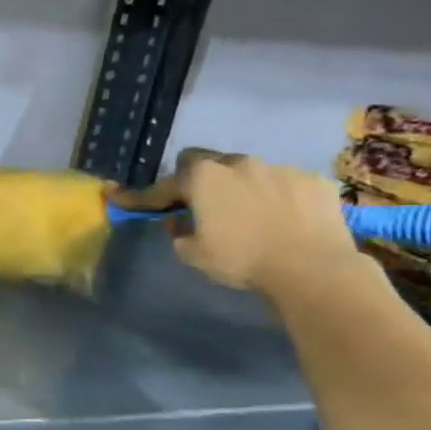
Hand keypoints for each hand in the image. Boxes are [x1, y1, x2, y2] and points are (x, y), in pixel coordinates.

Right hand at [113, 148, 360, 298]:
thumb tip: (180, 220)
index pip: (162, 184)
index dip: (141, 195)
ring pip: (248, 170)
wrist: (311, 268)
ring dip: (240, 186)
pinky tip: (283, 218)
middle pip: (206, 161)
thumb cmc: (241, 259)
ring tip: (249, 213)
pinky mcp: (313, 180)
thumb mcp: (192, 253)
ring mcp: (279, 168)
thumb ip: (178, 232)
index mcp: (202, 178)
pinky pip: (285, 183)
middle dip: (198, 178)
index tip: (117, 195)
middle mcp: (238, 163)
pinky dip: (278, 196)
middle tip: (200, 203)